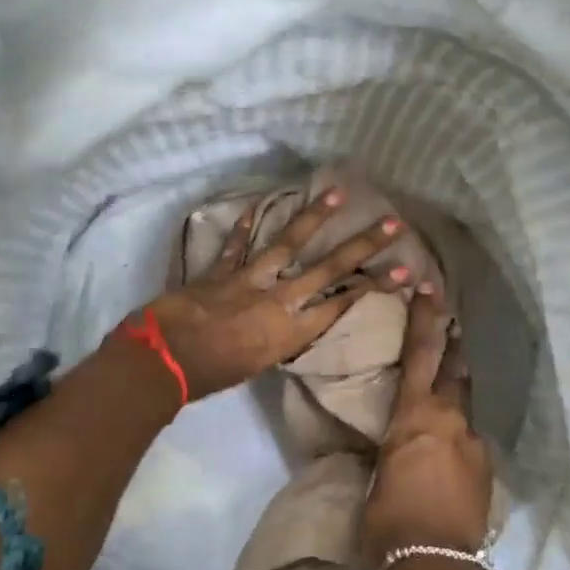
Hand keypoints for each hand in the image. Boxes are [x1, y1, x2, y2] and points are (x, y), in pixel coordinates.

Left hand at [141, 187, 409, 401]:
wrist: (166, 360)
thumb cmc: (213, 376)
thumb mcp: (260, 364)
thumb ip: (279, 339)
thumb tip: (290, 321)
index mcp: (290, 331)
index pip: (342, 304)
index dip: (375, 287)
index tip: (404, 272)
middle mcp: (278, 300)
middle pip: (328, 269)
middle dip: (363, 246)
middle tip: (391, 224)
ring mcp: (249, 278)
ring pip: (288, 243)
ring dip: (314, 217)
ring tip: (337, 193)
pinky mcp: (221, 269)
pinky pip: (236, 244)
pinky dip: (245, 226)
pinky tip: (257, 205)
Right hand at [358, 286, 492, 569]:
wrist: (436, 565)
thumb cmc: (388, 521)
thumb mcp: (376, 478)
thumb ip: (394, 451)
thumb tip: (400, 449)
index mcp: (415, 418)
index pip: (421, 355)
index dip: (426, 319)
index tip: (431, 287)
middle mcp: (450, 422)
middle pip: (454, 372)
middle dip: (452, 345)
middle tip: (452, 321)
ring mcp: (473, 446)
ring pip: (464, 409)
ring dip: (456, 395)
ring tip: (447, 396)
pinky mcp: (486, 471)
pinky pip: (469, 443)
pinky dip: (458, 438)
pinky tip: (449, 457)